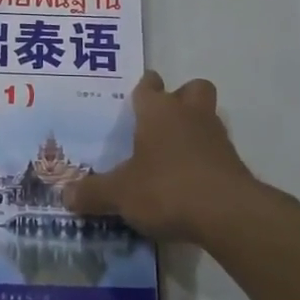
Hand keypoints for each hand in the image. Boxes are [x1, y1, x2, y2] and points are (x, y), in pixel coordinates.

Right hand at [62, 71, 264, 242]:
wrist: (228, 213)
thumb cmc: (166, 188)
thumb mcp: (120, 194)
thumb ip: (93, 193)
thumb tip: (65, 195)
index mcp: (158, 111)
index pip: (148, 85)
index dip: (141, 90)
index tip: (133, 99)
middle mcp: (189, 114)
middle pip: (191, 89)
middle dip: (179, 99)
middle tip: (160, 123)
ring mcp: (216, 137)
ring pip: (207, 117)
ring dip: (193, 130)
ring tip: (172, 157)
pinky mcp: (234, 163)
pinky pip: (216, 150)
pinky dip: (205, 160)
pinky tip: (189, 182)